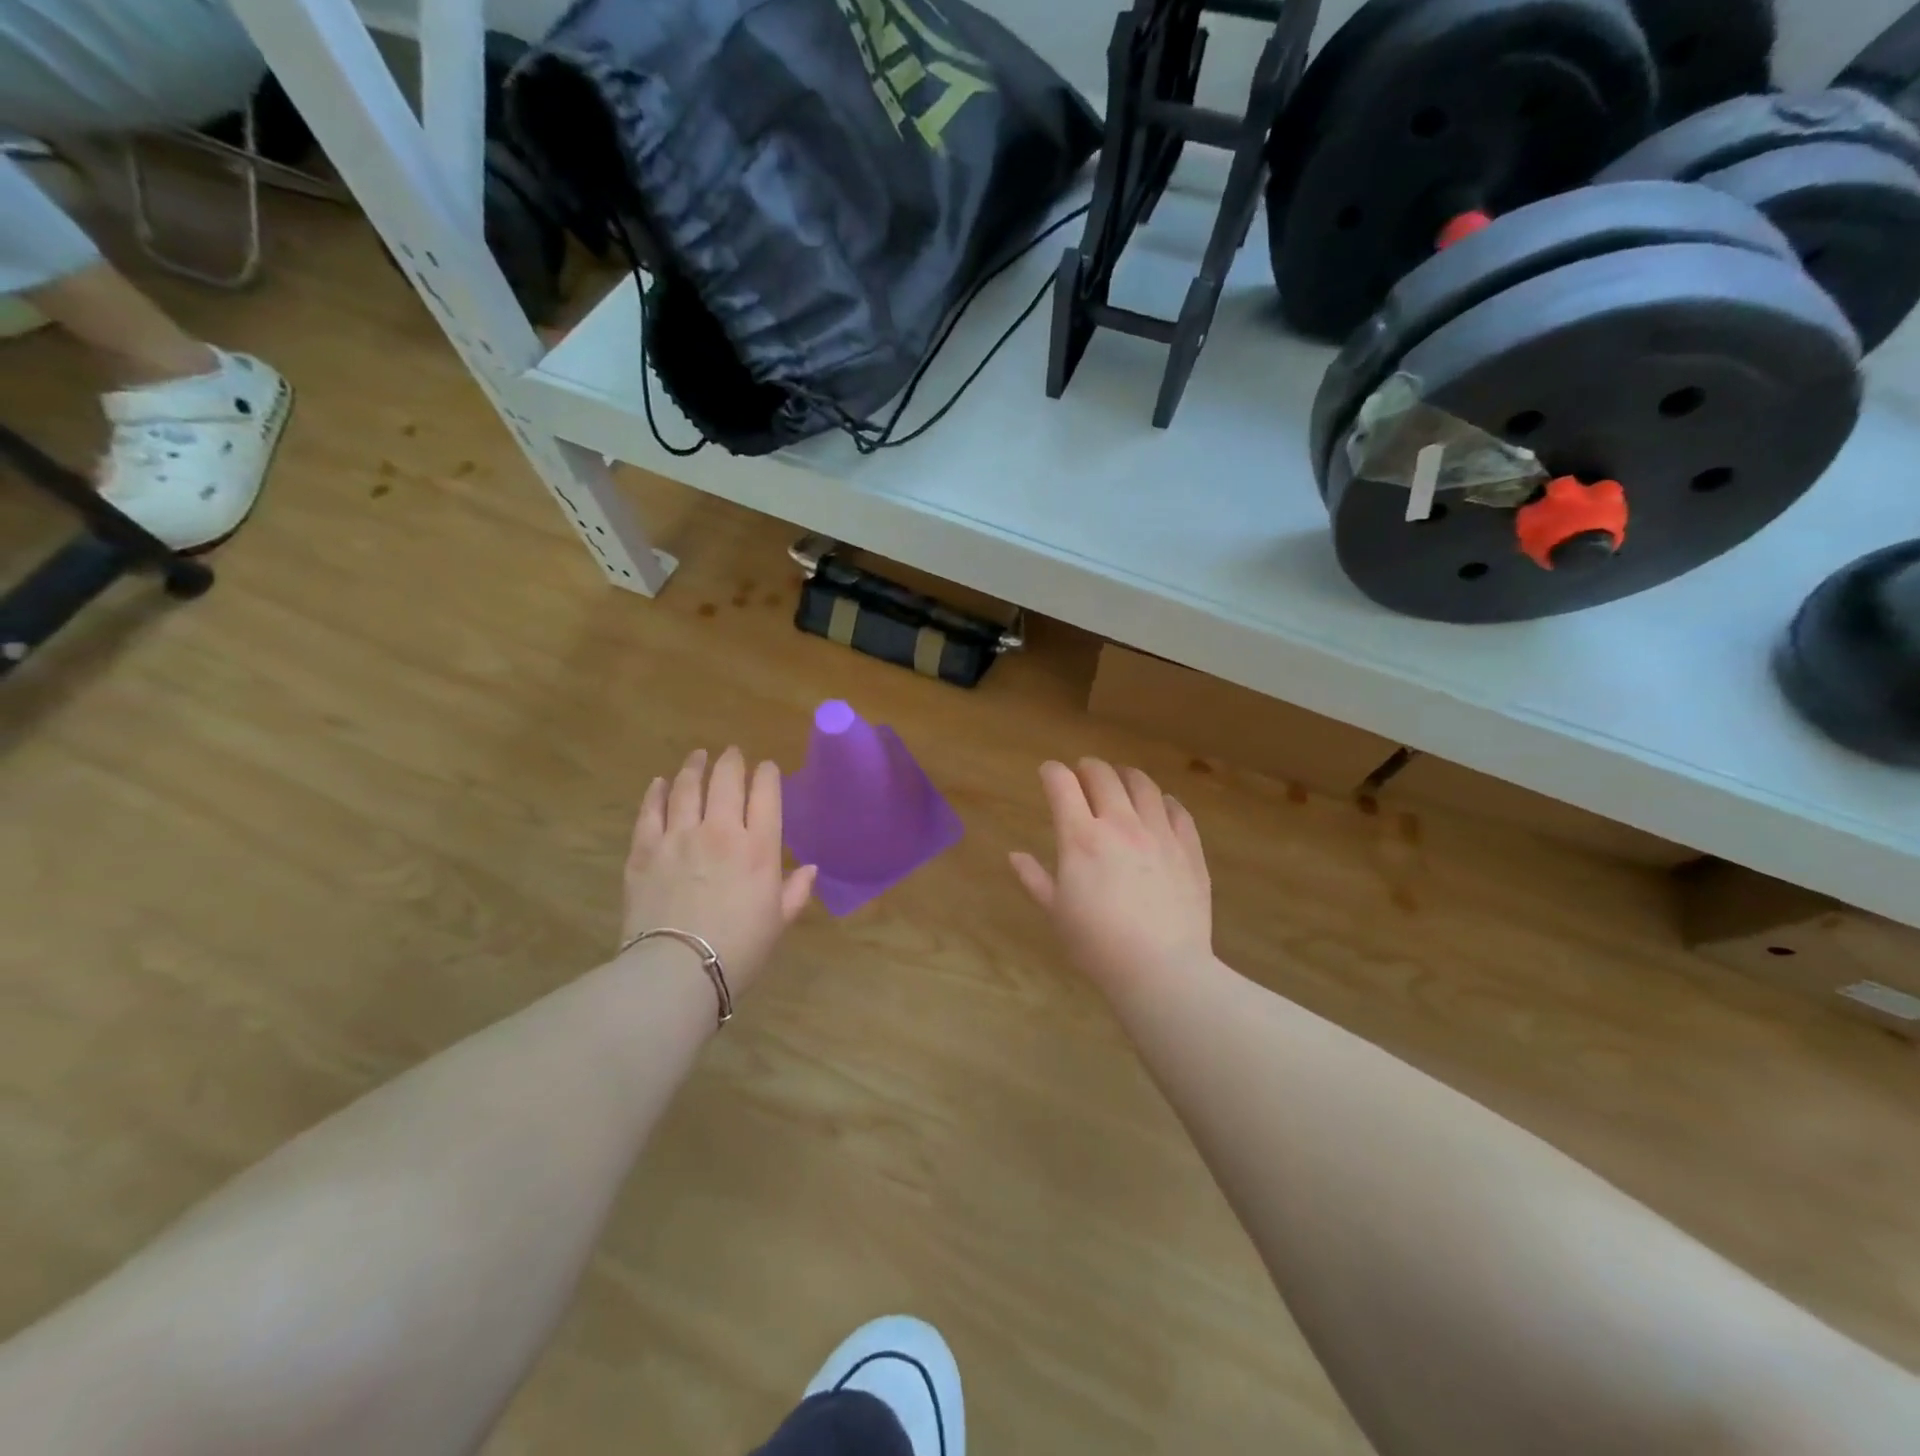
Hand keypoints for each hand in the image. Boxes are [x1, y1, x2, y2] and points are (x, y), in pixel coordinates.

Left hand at [622, 747, 815, 995]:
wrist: (676, 971)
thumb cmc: (739, 950)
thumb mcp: (778, 922)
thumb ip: (795, 891)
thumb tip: (809, 869)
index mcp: (758, 847)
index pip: (766, 794)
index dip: (767, 774)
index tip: (766, 768)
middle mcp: (720, 831)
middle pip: (725, 781)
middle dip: (731, 761)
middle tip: (732, 752)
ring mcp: (678, 837)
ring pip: (686, 788)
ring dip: (694, 767)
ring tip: (698, 757)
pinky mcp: (644, 850)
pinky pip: (650, 811)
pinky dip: (655, 793)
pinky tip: (659, 783)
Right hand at [1010, 759, 1212, 991]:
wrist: (1161, 968)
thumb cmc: (1098, 944)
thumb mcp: (1057, 913)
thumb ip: (1035, 879)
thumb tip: (1015, 855)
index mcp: (1081, 838)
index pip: (1063, 786)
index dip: (1052, 772)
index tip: (1048, 772)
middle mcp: (1120, 824)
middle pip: (1104, 776)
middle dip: (1088, 767)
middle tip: (1083, 771)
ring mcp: (1159, 833)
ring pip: (1144, 786)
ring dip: (1127, 776)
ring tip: (1122, 779)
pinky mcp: (1189, 849)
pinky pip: (1178, 811)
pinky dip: (1165, 801)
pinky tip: (1162, 805)